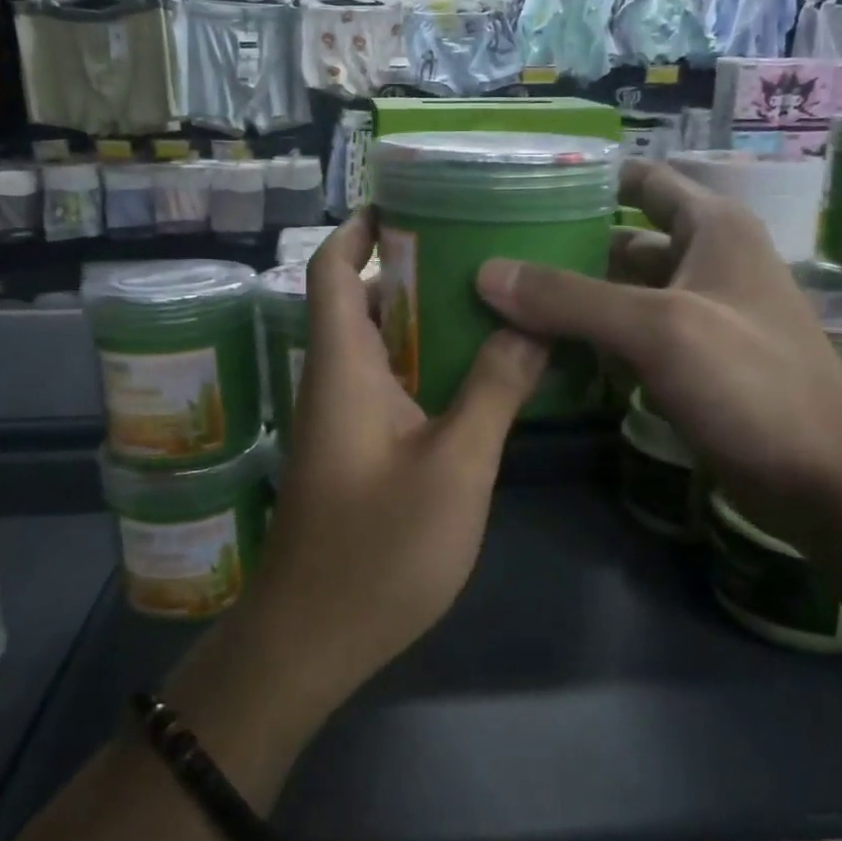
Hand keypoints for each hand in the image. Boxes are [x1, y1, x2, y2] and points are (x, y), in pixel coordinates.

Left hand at [242, 211, 547, 716]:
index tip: (408, 201)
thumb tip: (529, 324)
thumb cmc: (378, 549)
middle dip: (407, 265)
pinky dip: (423, 363)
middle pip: (358, 299)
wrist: (312, 640)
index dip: (359, 228)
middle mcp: (333, 381)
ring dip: (420, 316)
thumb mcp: (455, 466)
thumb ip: (493, 390)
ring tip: (489, 297)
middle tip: (478, 245)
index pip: (331, 270)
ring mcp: (340, 419)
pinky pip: (387, 384)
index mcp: (341, 367)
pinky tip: (476, 372)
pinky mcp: (354, 451)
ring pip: (376, 344)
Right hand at [476, 158, 841, 526]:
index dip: (590, 180)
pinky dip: (591, 341)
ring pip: (621, 294)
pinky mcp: (690, 364)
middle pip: (622, 242)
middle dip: (565, 248)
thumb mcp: (658, 329)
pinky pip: (628, 339)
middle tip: (494, 256)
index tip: (524, 188)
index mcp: (712, 229)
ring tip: (502, 303)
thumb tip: (486, 272)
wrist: (827, 480)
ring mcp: (698, 317)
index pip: (644, 181)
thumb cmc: (752, 383)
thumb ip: (570, 298)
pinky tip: (543, 352)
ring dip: (572, 300)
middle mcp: (705, 263)